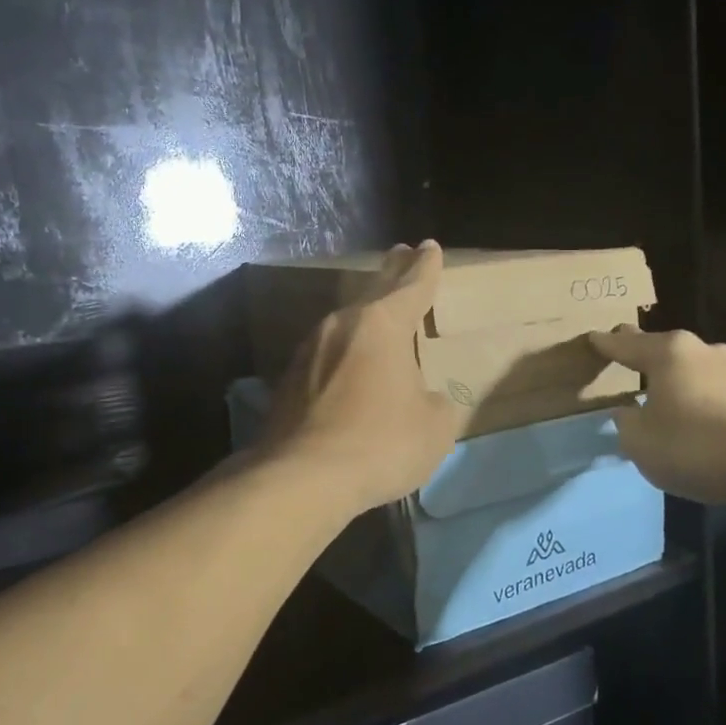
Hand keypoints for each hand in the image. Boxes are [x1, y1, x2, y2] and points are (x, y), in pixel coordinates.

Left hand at [261, 241, 464, 514]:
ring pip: (345, 321)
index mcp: (383, 325)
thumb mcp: (434, 427)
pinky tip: (346, 364)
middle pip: (373, 290)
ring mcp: (309, 351)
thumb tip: (424, 399)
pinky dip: (343, 351)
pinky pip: (326, 354)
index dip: (425, 267)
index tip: (429, 246)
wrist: (301, 478)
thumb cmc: (380, 443)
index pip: (411, 286)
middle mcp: (342, 326)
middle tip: (400, 254)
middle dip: (391, 272)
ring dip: (364, 312)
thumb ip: (436, 403)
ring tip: (376, 310)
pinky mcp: (288, 380)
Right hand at [588, 325, 725, 507]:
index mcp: (668, 353)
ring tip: (660, 391)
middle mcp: (701, 350)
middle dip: (642, 353)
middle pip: (662, 349)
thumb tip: (630, 411)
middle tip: (624, 353)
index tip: (593, 337)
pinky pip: (714, 389)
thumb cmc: (694, 447)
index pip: (626, 344)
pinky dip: (699, 397)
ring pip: (691, 368)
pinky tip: (696, 414)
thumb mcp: (640, 442)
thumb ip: (627, 422)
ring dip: (675, 378)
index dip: (606, 344)